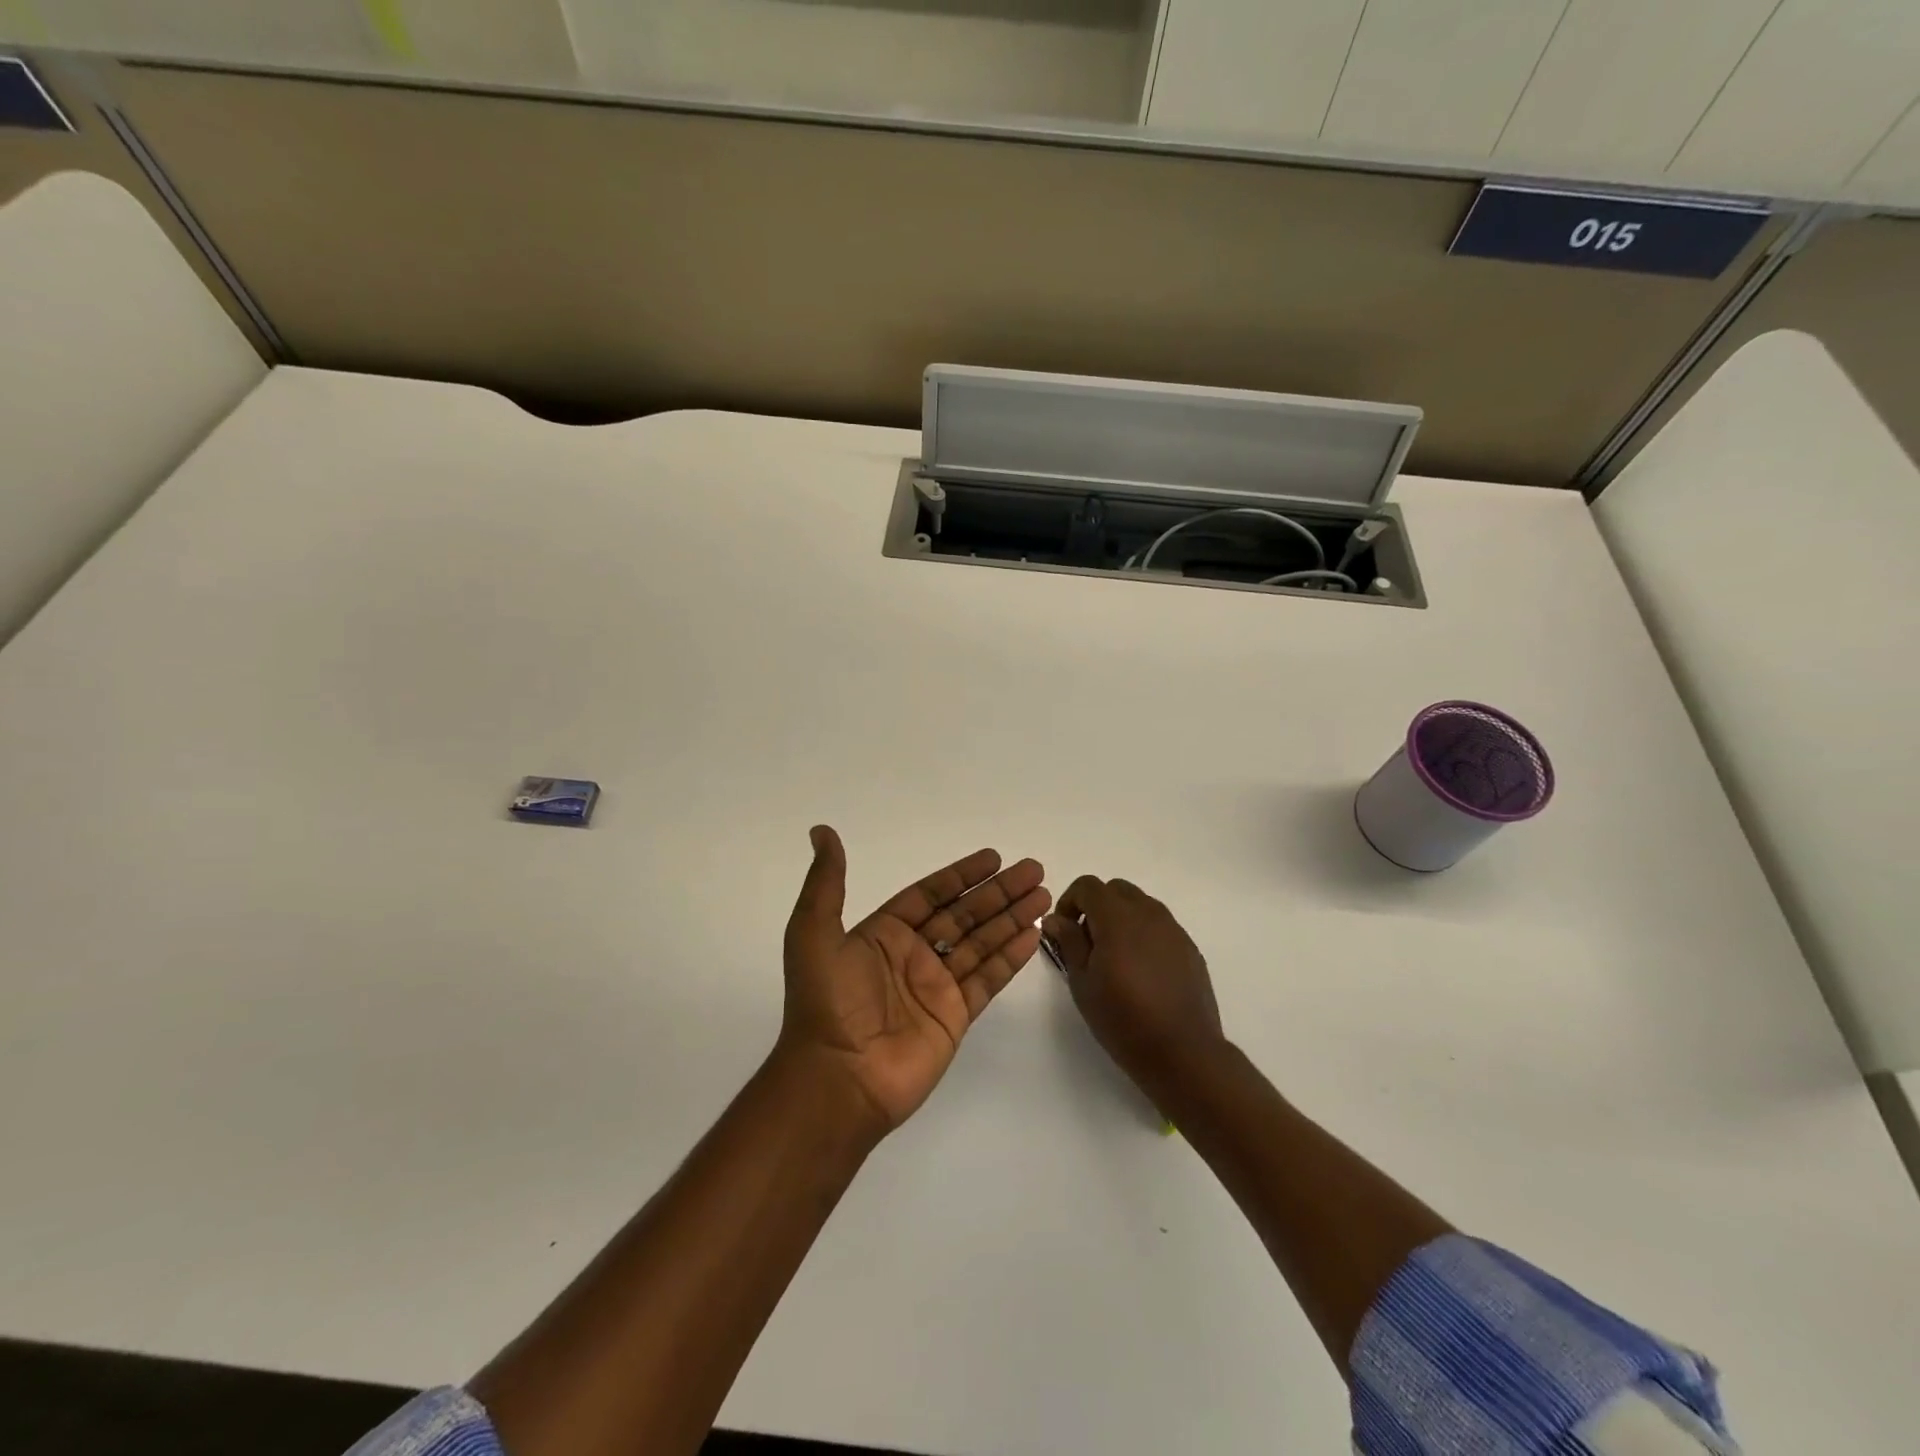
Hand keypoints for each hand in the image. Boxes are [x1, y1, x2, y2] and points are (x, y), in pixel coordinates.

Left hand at [777, 826, 1049, 1135]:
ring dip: (1012, 917)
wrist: (838, 1080)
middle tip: (1034, 869)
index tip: (994, 857)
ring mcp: (936, 986)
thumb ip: (826, 882)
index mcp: (883, 933)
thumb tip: (821, 831)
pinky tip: (1033, 934)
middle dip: (999, 892)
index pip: (931, 894)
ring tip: (1043, 894)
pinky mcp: (955, 1016)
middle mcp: (913, 955)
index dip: (962, 875)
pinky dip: (1011, 957)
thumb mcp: (813, 932)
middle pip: (965, 913)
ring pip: (982, 942)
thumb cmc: (826, 1003)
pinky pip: (988, 978)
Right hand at [1043, 877, 1224, 1098]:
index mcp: (1118, 918)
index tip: (1064, 930)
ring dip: (1121, 918)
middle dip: (1096, 906)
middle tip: (1087, 941)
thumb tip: (1055, 918)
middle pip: (1116, 889)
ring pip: (1140, 904)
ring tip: (1114, 957)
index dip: (1070, 901)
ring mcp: (1173, 929)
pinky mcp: (1189, 947)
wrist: (1183, 1053)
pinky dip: (1143, 933)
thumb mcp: (1083, 983)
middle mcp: (1148, 913)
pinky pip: (1160, 925)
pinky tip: (1141, 971)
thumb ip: (1069, 942)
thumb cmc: (1123, 1020)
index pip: (1088, 885)